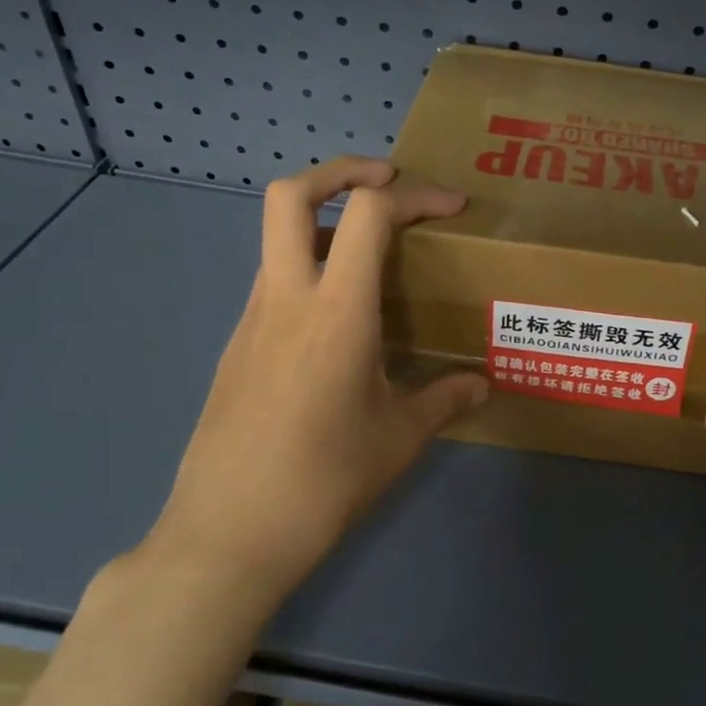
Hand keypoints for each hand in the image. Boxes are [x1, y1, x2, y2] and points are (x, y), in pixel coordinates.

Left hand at [146, 157, 487, 602]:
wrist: (227, 536)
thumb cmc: (324, 481)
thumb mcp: (399, 439)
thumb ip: (444, 399)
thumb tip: (479, 386)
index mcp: (337, 311)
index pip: (370, 213)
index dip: (415, 194)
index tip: (452, 207)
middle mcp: (287, 298)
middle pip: (290, 194)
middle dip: (341, 170)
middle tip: (387, 179)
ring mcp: (252, 319)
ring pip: (277, 237)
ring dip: (325, 222)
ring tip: (374, 255)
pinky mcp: (237, 345)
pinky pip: (273, 281)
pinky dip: (310, 268)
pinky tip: (340, 321)